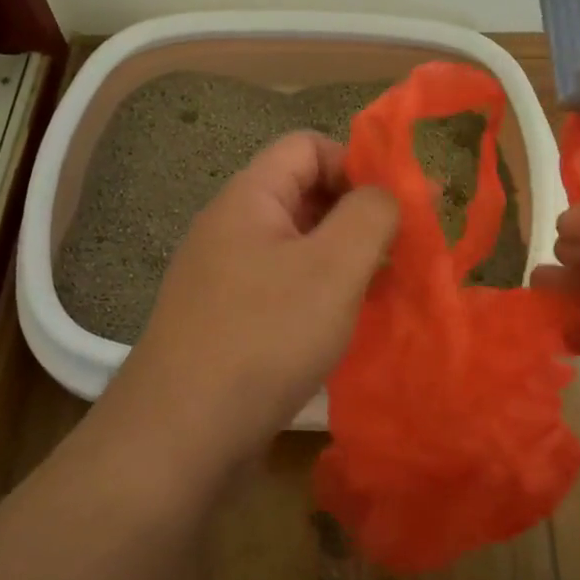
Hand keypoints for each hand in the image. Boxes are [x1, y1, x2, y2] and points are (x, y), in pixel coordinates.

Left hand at [113, 132, 397, 475]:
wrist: (180, 433)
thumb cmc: (264, 336)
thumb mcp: (333, 267)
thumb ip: (370, 215)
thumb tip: (385, 194)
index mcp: (249, 198)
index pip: (307, 146)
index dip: (355, 163)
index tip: (396, 207)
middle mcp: (231, 227)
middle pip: (303, 194)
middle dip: (355, 216)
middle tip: (398, 252)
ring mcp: (224, 276)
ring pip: (297, 246)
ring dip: (341, 260)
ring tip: (379, 290)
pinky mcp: (227, 319)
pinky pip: (282, 287)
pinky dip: (318, 295)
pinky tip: (342, 326)